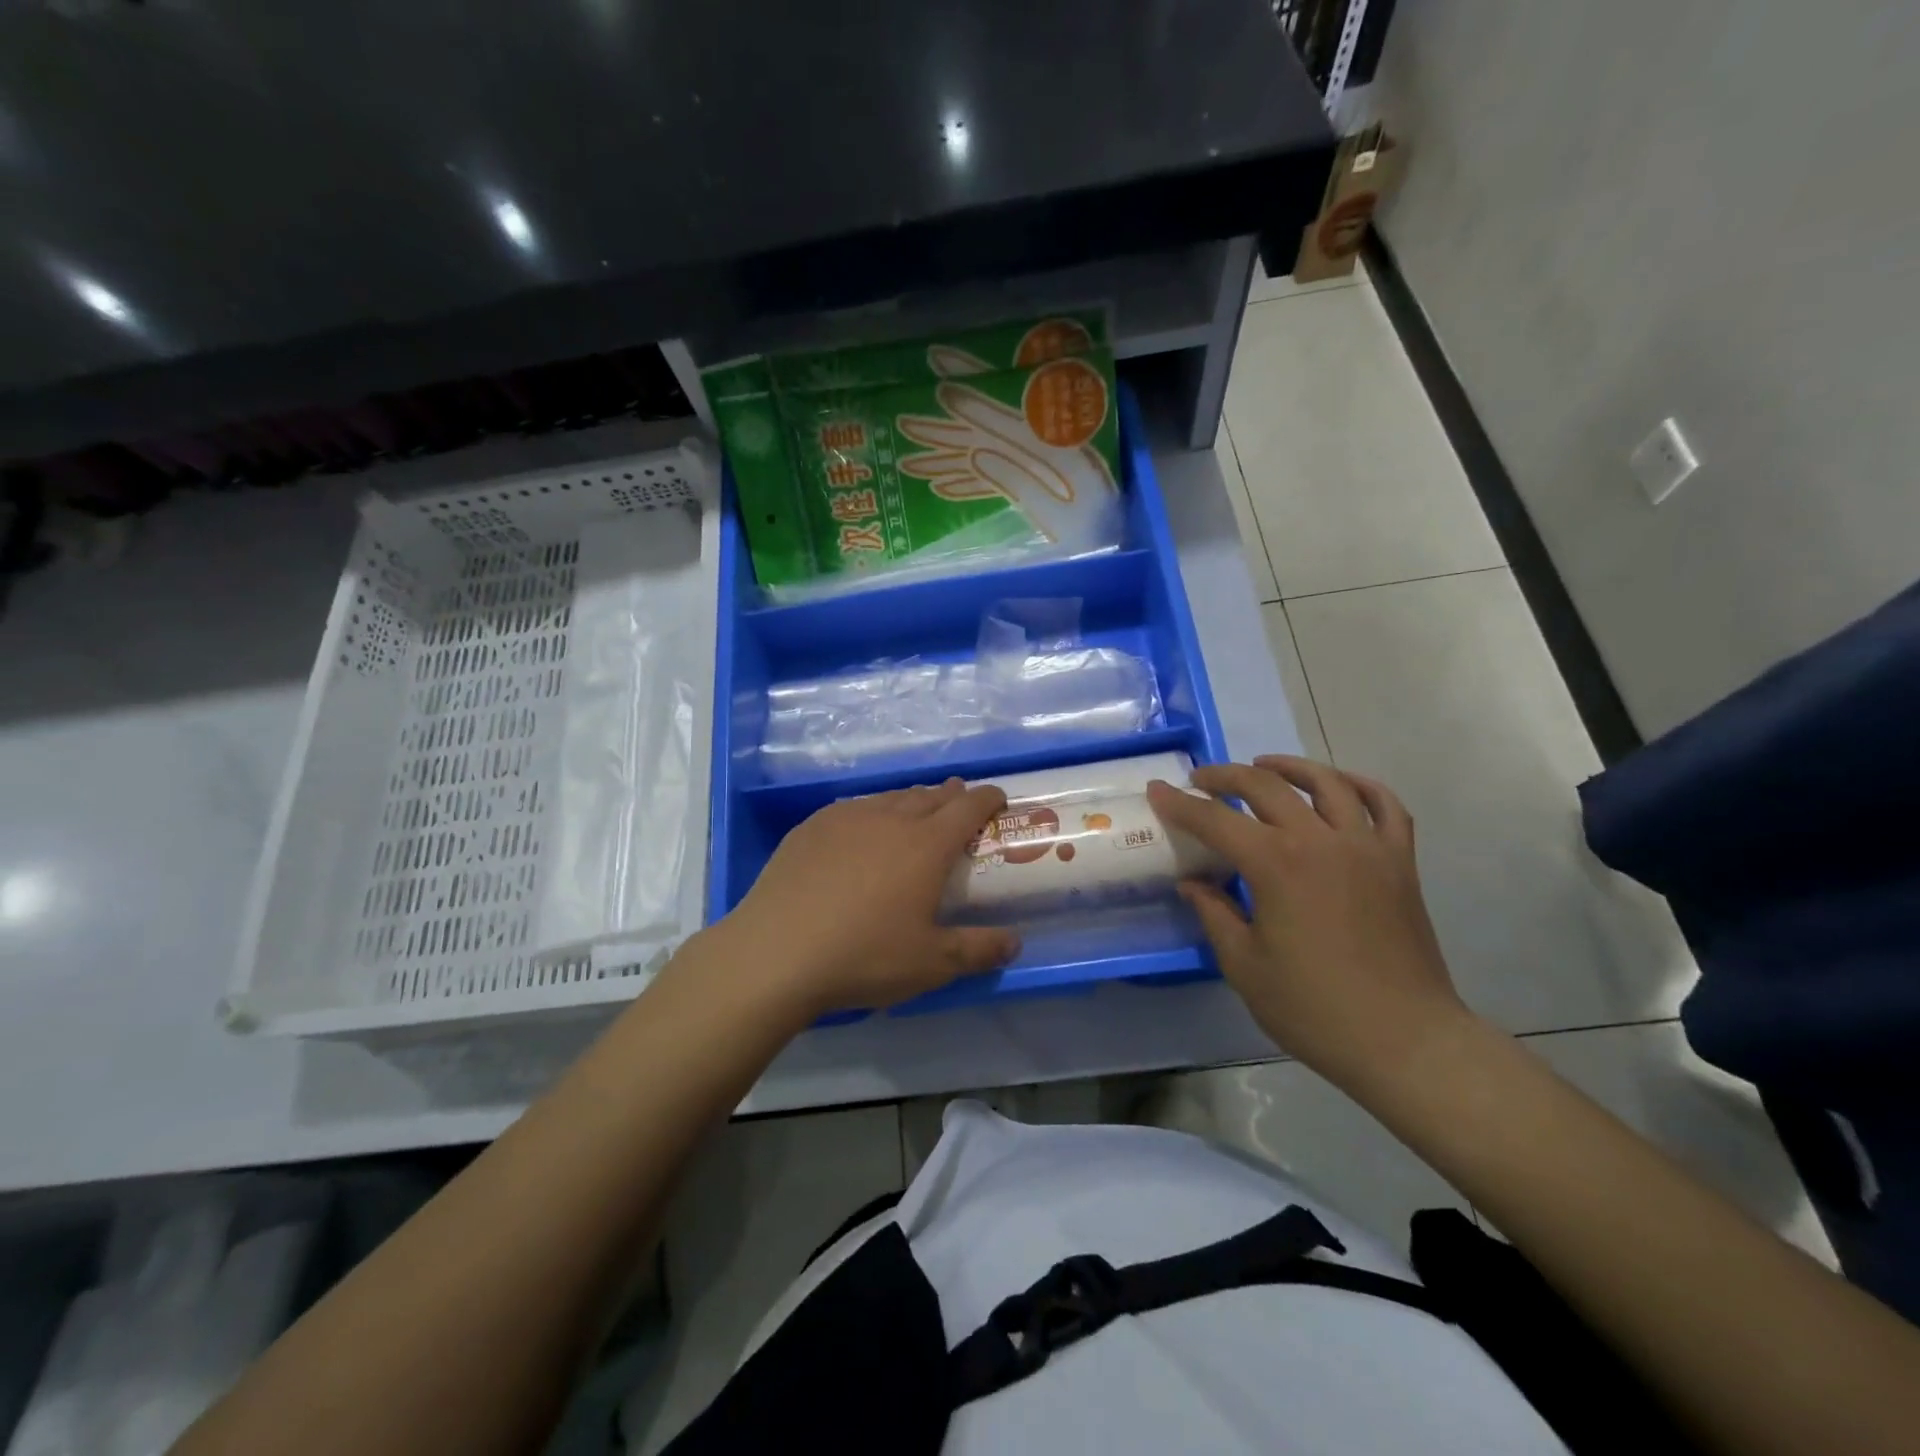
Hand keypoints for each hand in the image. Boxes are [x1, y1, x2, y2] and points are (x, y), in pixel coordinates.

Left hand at [715, 779, 1019, 1018]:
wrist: (775, 953)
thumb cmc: (863, 956)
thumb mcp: (931, 963)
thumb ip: (978, 950)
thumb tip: (1015, 944)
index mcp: (926, 844)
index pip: (968, 807)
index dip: (988, 799)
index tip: (998, 799)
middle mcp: (889, 819)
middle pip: (929, 796)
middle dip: (951, 796)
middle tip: (960, 804)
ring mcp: (846, 818)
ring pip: (890, 798)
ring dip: (912, 801)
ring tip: (916, 814)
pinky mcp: (811, 827)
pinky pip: (854, 809)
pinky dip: (872, 813)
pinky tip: (862, 832)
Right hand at [1146, 757, 1469, 1092]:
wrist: (1405, 1041)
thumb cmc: (1314, 1009)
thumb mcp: (1245, 966)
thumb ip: (1215, 914)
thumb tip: (1192, 883)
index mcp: (1277, 865)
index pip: (1216, 819)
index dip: (1180, 804)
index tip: (1157, 790)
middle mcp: (1321, 840)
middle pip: (1266, 785)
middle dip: (1225, 776)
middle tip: (1200, 781)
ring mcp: (1367, 846)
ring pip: (1327, 782)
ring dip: (1288, 767)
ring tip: (1263, 767)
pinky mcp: (1400, 862)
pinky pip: (1384, 805)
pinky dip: (1359, 786)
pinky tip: (1339, 785)